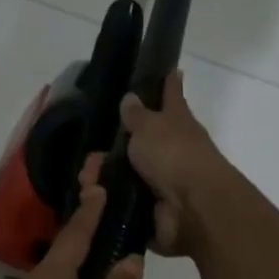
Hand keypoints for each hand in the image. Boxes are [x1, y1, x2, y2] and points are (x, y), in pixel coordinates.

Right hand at [83, 70, 229, 256]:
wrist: (192, 209)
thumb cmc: (174, 155)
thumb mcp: (149, 127)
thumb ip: (136, 115)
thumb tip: (130, 98)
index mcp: (178, 122)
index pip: (172, 95)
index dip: (169, 83)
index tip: (170, 69)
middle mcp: (174, 149)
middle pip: (143, 140)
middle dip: (117, 144)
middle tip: (93, 150)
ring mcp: (165, 181)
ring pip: (128, 173)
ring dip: (106, 175)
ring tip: (86, 178)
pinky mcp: (154, 209)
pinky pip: (125, 201)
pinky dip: (109, 200)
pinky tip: (92, 198)